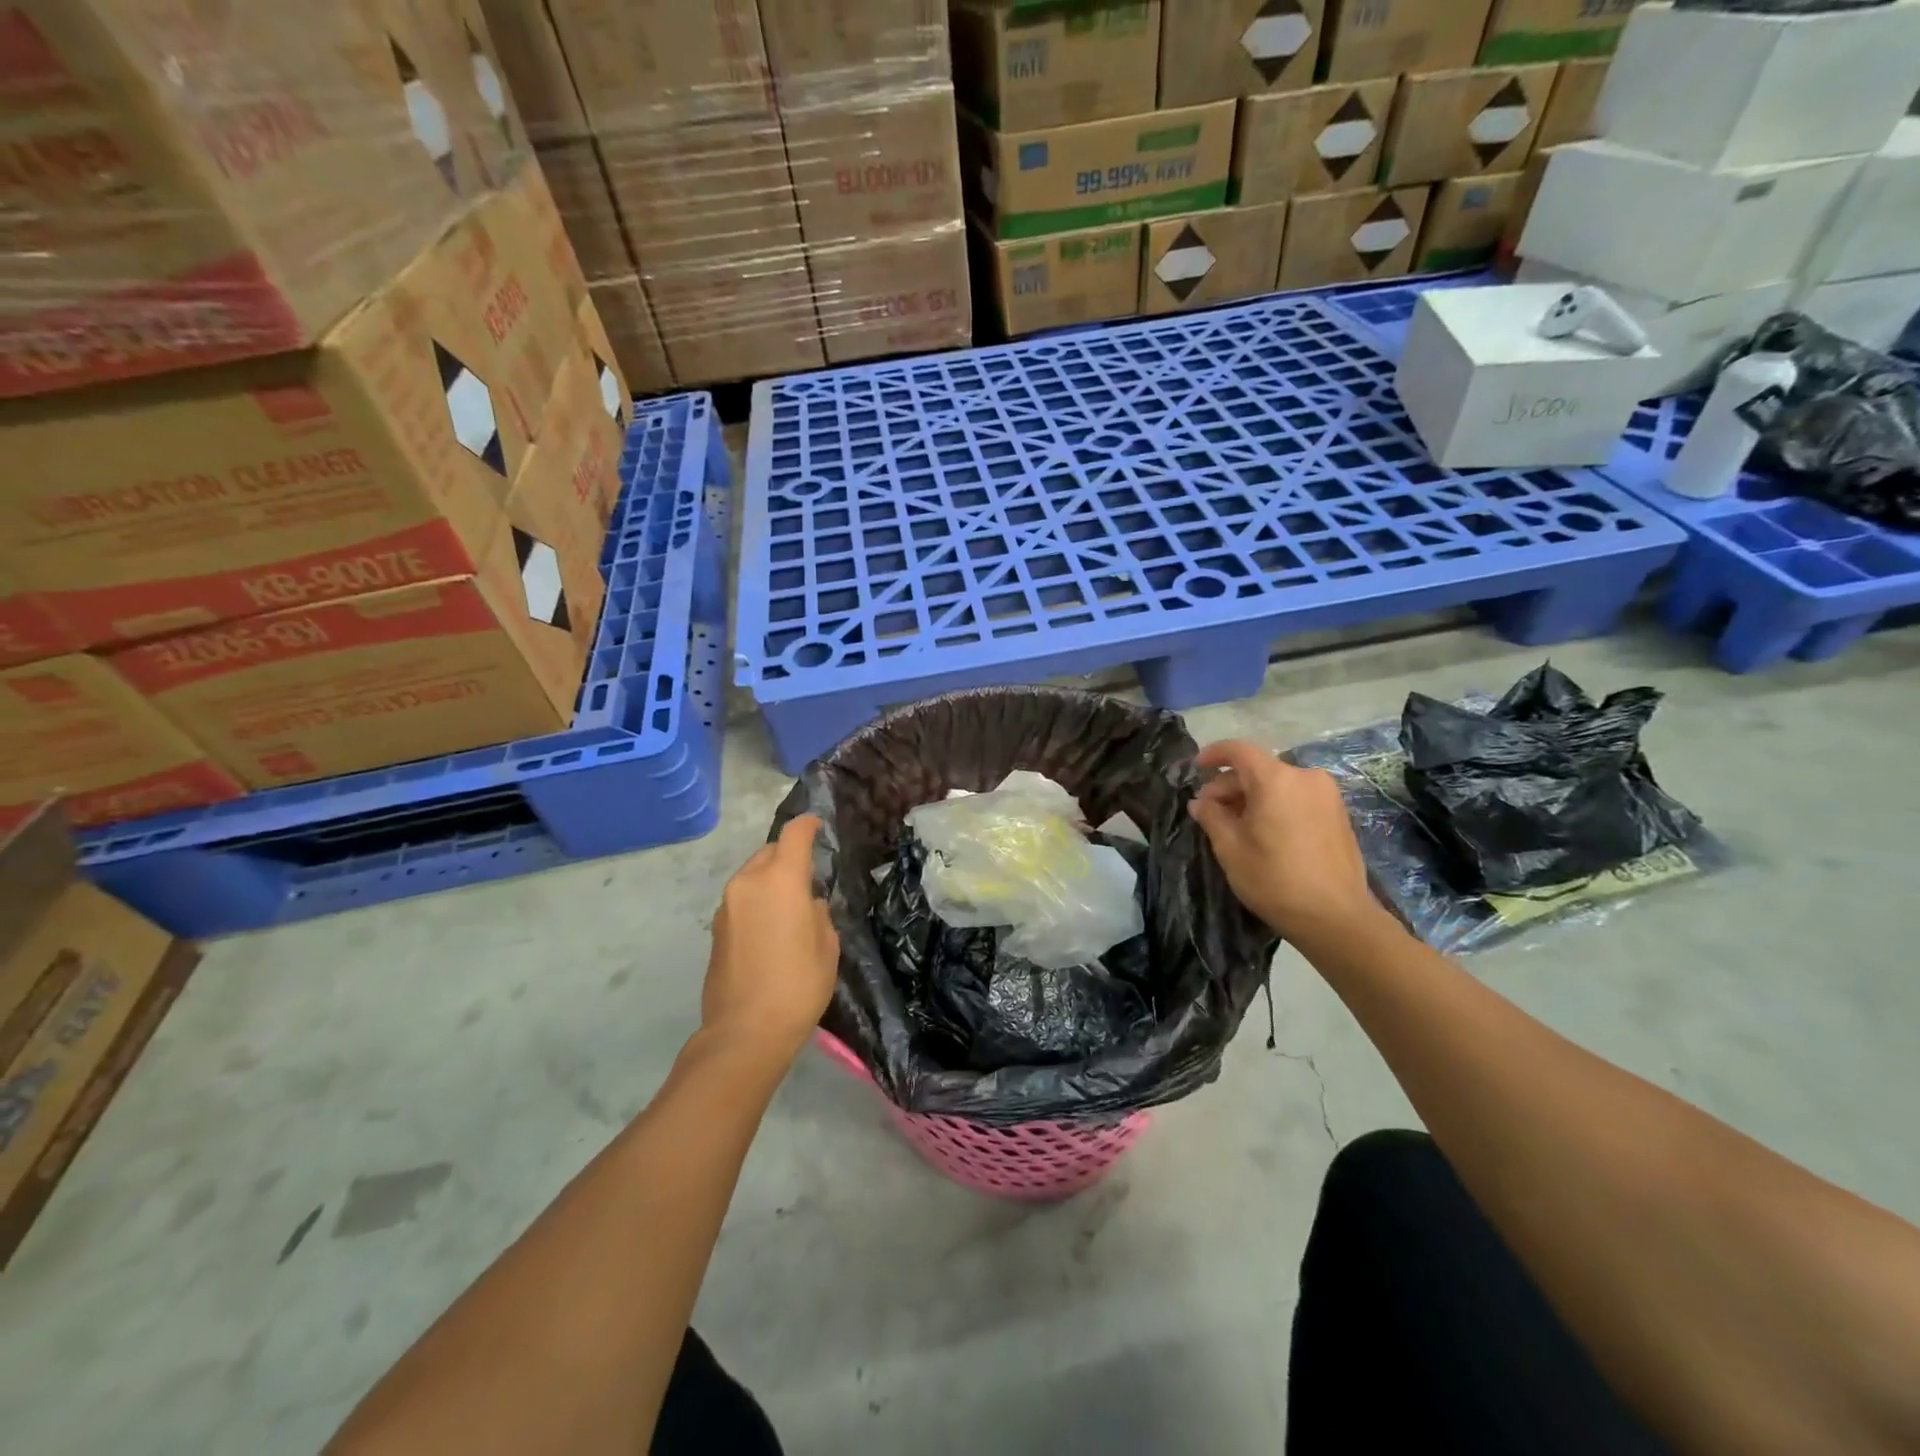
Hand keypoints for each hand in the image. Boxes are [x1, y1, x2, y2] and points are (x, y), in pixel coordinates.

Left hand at [702, 815, 838, 1064]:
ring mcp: (727, 905)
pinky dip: (757, 901)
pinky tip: (771, 928)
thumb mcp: (827, 947)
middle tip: (808, 876)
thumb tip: (808, 905)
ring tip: (790, 906)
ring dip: (770, 880)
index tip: (818, 825)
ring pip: (752, 875)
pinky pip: (742, 899)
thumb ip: (819, 914)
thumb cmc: (798, 985)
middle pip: (769, 852)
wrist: (744, 1031)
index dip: (808, 825)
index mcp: (781, 879)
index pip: (794, 835)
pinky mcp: (716, 928)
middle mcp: (749, 882)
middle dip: (788, 855)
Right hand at [1188, 741, 1378, 945]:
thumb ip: (1212, 817)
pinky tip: (1264, 831)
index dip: (1213, 755)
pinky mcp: (1338, 813)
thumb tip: (1200, 803)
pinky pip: (1297, 797)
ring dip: (1252, 797)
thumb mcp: (1230, 848)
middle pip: (1258, 769)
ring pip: (1278, 784)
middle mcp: (1305, 777)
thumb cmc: (1275, 880)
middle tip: (1209, 812)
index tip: (1195, 768)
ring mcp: (1327, 795)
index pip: (1239, 750)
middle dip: (1230, 786)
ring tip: (1235, 825)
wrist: (1336, 917)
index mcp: (1276, 780)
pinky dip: (1276, 805)